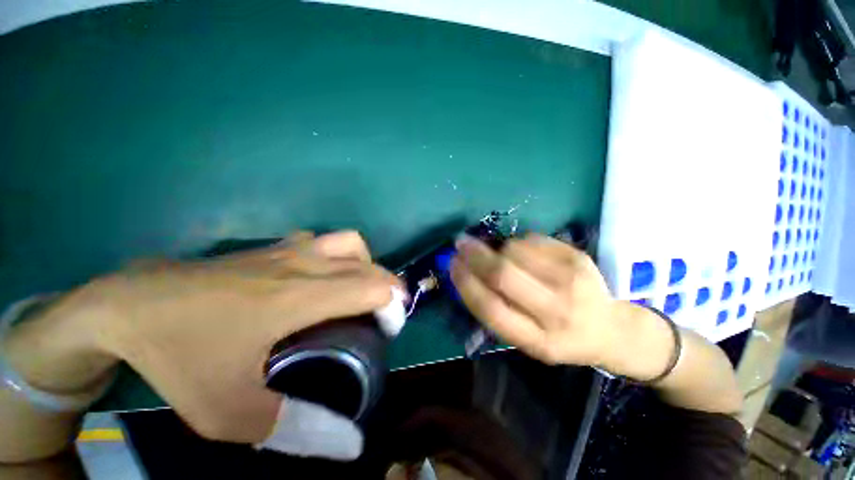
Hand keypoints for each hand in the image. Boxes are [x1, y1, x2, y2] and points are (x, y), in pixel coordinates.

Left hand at [37, 231, 399, 448]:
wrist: (128, 304)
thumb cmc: (179, 355)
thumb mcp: (228, 411)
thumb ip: (293, 429)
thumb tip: (348, 445)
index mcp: (302, 295)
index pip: (373, 288)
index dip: (393, 306)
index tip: (389, 330)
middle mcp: (306, 264)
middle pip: (370, 266)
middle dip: (389, 288)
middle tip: (382, 315)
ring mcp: (290, 249)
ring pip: (350, 244)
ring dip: (365, 266)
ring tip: (357, 290)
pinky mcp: (274, 246)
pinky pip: (323, 242)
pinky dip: (336, 256)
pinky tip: (319, 279)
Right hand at [450, 234, 634, 371]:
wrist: (610, 327)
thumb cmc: (559, 336)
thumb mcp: (526, 339)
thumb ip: (497, 312)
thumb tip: (467, 272)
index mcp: (539, 341)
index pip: (491, 309)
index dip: (466, 283)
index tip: (452, 265)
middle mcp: (557, 311)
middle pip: (503, 275)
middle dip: (475, 256)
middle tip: (461, 243)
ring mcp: (572, 280)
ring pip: (516, 251)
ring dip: (498, 248)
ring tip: (499, 254)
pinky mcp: (578, 257)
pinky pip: (532, 239)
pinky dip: (517, 242)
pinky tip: (521, 251)